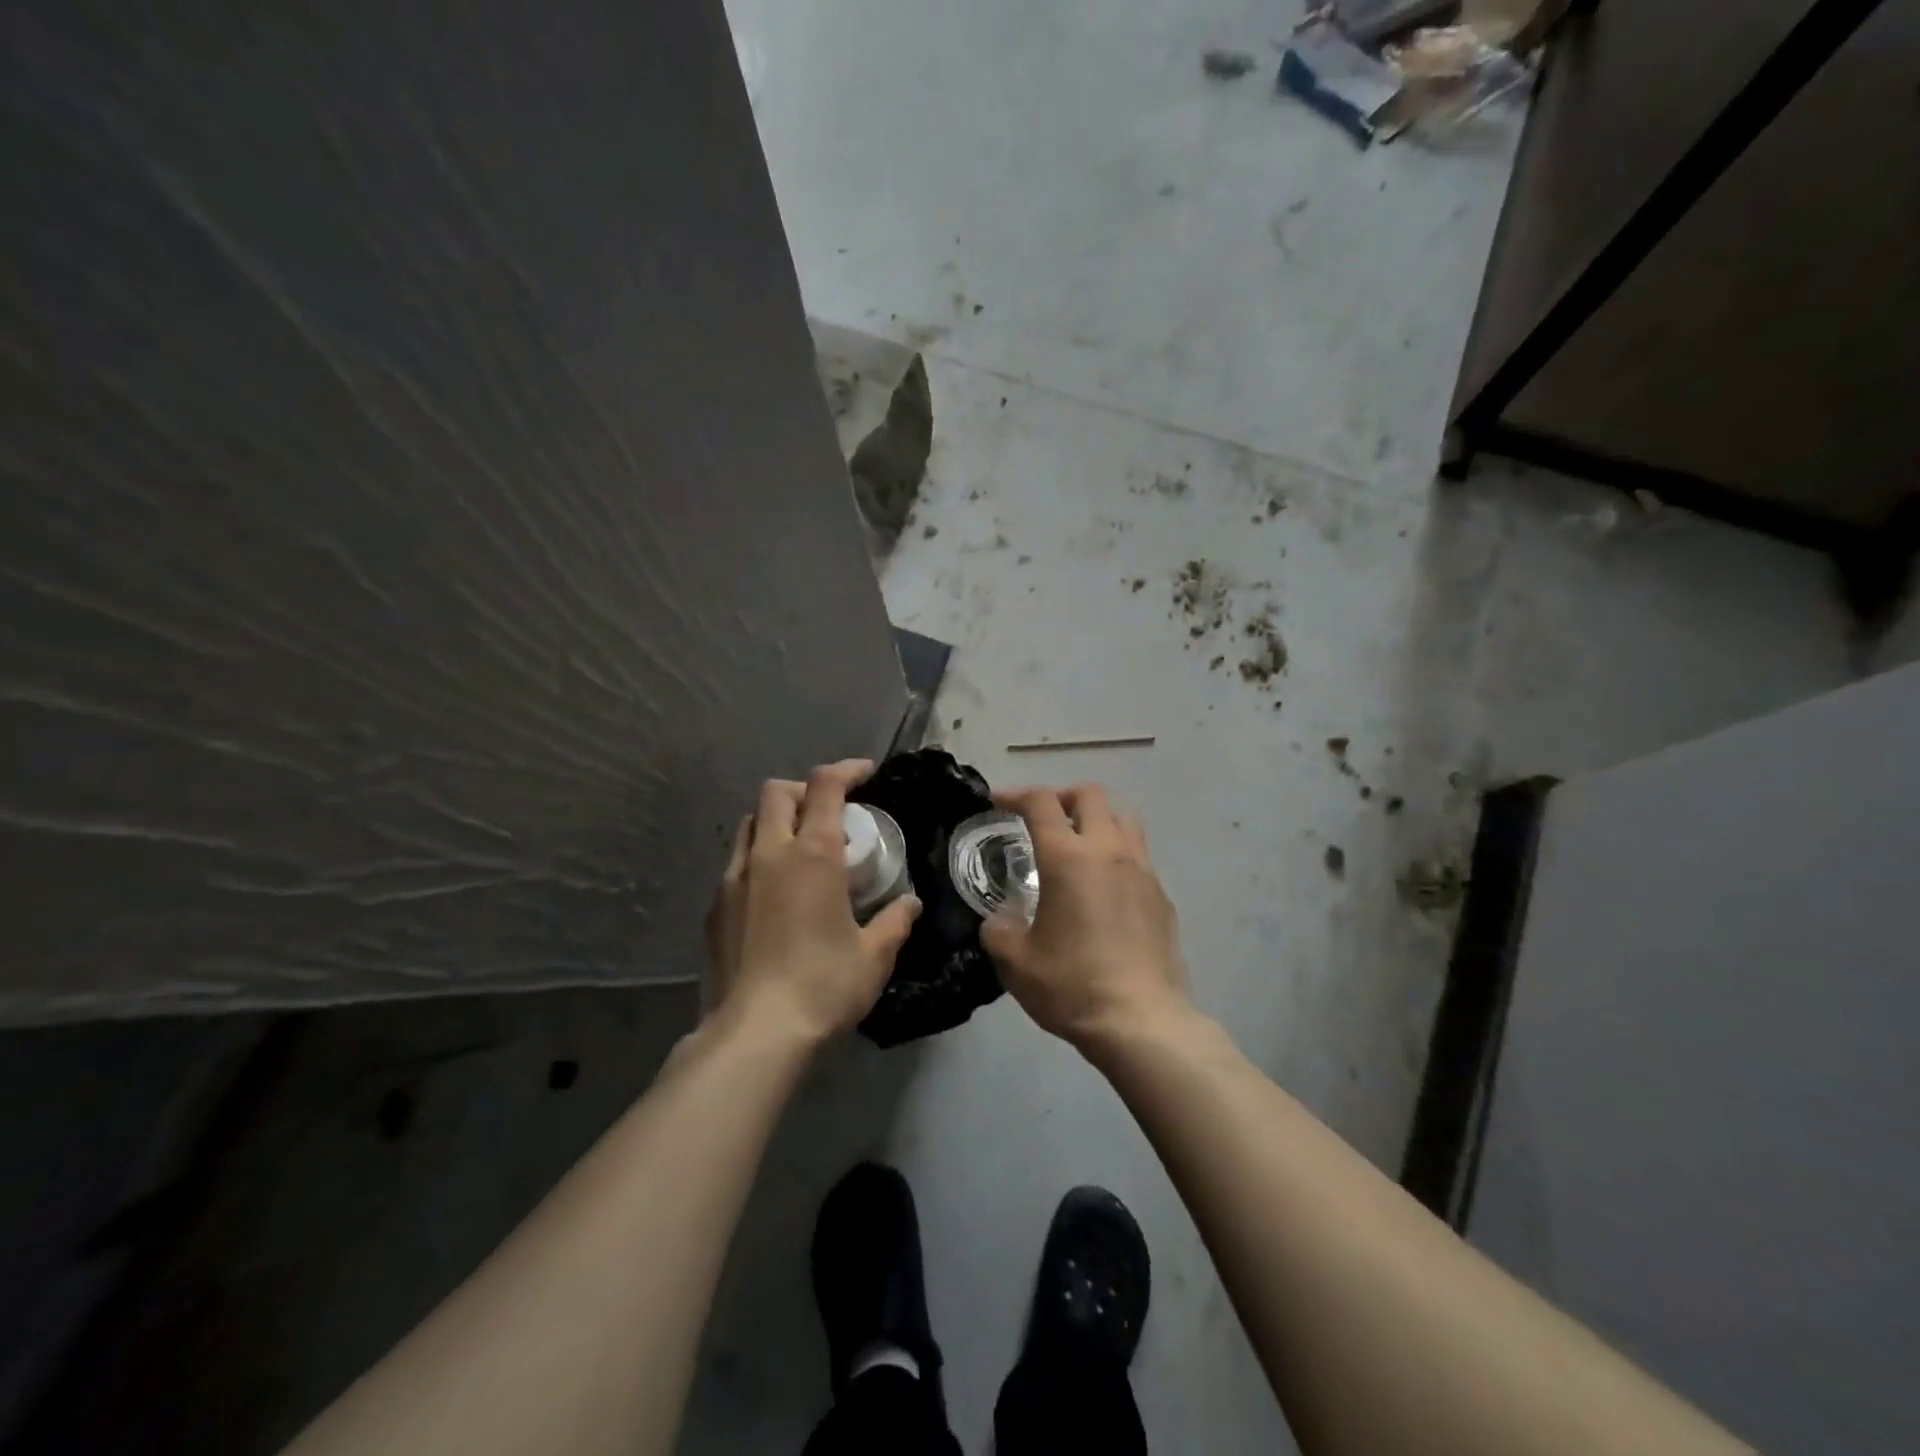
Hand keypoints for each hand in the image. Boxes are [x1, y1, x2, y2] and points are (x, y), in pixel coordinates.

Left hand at [704, 759, 920, 1045]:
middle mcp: (769, 854)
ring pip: (750, 824)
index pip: (825, 786)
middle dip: (805, 790)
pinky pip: (736, 864)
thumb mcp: (874, 956)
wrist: (755, 1033)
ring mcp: (734, 879)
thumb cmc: (823, 986)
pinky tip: (774, 895)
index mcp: (812, 855)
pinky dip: (759, 860)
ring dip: (777, 821)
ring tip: (800, 850)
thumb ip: (896, 921)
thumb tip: (911, 904)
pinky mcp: (714, 907)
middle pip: (777, 792)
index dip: (846, 770)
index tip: (865, 776)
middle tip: (830, 812)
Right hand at [981, 783, 1190, 1051]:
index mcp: (1068, 858)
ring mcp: (1143, 871)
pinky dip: (1118, 856)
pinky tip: (1105, 890)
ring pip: (1123, 818)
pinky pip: (1139, 857)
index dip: (1015, 794)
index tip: (997, 802)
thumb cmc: (1071, 985)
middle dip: (1061, 797)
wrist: (1141, 1021)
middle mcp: (1109, 851)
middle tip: (1043, 820)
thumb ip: (998, 928)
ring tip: (1079, 846)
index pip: (1041, 802)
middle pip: (1090, 795)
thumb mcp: (1014, 961)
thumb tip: (1001, 918)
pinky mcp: (1162, 896)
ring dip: (1097, 820)